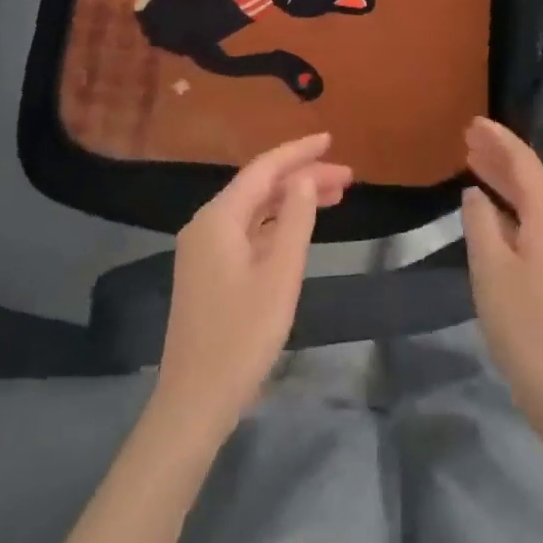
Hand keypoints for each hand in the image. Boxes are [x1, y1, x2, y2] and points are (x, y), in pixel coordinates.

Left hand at [155, 132, 351, 434]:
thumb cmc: (242, 337)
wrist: (195, 403)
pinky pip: (247, 231)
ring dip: (292, 200)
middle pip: (260, 187)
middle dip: (303, 177)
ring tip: (335, 196)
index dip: (298, 151)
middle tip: (347, 177)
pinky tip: (301, 228)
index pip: (264, 169)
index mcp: (218, 218)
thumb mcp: (280, 275)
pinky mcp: (208, 272)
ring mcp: (204, 250)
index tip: (330, 139)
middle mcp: (206, 224)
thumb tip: (305, 177)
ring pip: (255, 209)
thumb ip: (296, 219)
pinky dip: (277, 224)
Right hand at [461, 117, 542, 419]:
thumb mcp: (490, 268)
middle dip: (500, 156)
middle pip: (531, 179)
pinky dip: (511, 207)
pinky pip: (534, 222)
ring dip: (504, 181)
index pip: (524, 164)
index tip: (474, 122)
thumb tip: (475, 195)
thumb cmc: (522, 322)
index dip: (499, 140)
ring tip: (473, 162)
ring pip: (533, 201)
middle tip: (468, 138)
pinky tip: (491, 210)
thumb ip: (480, 222)